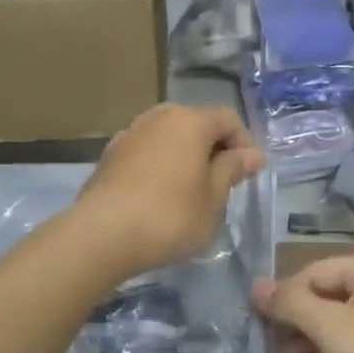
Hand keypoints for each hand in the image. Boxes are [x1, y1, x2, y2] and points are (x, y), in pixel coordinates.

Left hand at [73, 103, 262, 277]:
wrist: (102, 235)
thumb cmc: (170, 216)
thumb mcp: (213, 198)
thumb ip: (232, 170)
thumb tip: (250, 154)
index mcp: (189, 121)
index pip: (228, 119)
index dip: (245, 144)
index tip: (250, 174)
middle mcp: (158, 117)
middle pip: (196, 124)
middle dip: (214, 149)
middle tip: (223, 182)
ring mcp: (129, 134)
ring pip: (169, 138)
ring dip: (186, 157)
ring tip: (192, 191)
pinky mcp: (109, 156)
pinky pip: (147, 153)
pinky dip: (161, 167)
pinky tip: (160, 196)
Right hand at [253, 247, 353, 352]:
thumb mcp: (329, 325)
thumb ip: (290, 303)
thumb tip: (255, 286)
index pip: (313, 272)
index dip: (284, 297)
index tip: (258, 323)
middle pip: (325, 293)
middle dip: (297, 319)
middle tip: (269, 343)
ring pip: (338, 316)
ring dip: (310, 336)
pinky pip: (353, 334)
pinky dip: (331, 347)